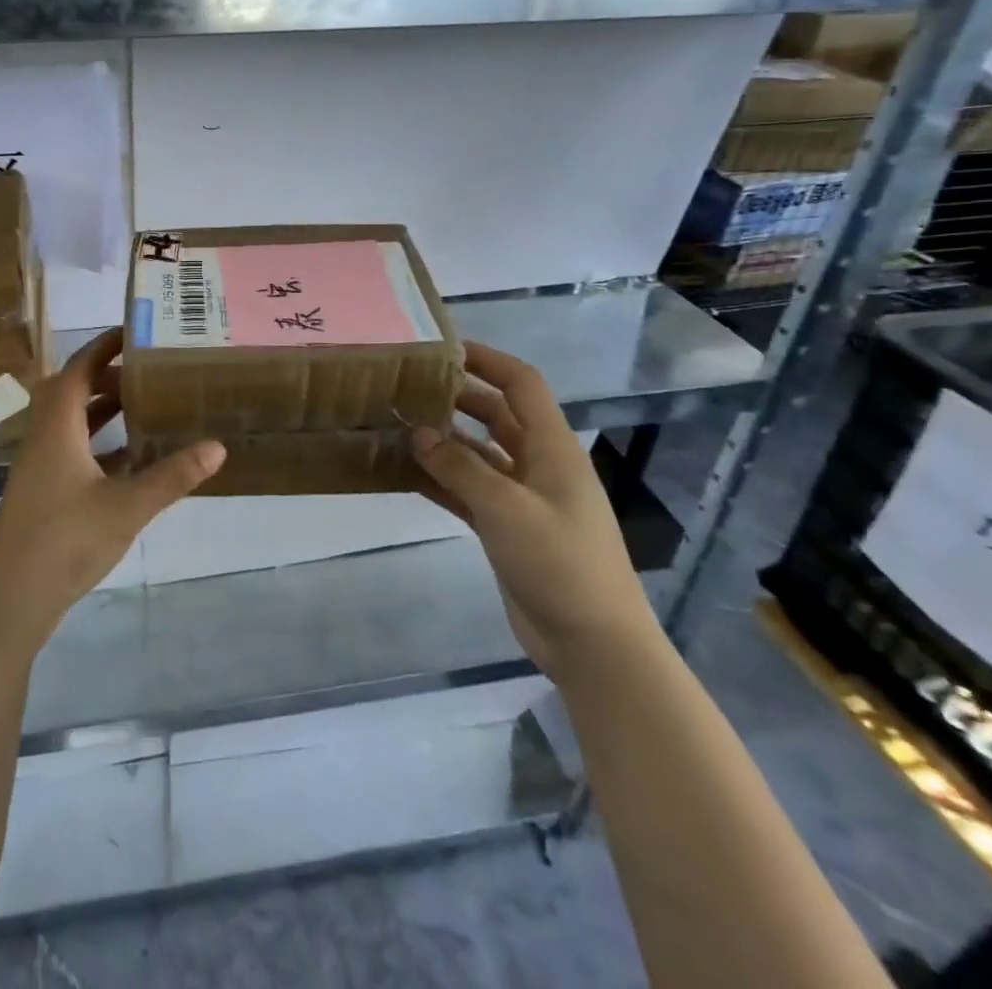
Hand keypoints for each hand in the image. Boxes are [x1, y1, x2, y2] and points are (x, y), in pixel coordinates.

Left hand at [0, 329, 224, 651]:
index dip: (103, 346)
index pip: (77, 369)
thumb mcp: (127, 506)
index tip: (134, 332)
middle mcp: (43, 438)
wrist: (9, 599)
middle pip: (72, 391)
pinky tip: (129, 459)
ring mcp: (39, 467)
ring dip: (102, 410)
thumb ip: (172, 476)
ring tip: (143, 406)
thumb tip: (218, 446)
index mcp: (56, 427)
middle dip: (107, 376)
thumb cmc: (64, 540)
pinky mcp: (42, 493)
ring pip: (71, 423)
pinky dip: (98, 444)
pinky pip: (72, 451)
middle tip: (148, 373)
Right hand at [411, 341, 659, 682]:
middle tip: (408, 388)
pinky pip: (469, 490)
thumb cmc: (560, 563)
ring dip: (444, 440)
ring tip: (397, 426)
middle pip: (497, 414)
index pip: (521, 385)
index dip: (487, 360)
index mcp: (553, 448)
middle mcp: (539, 464)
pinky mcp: (507, 528)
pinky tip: (406, 473)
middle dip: (457, 398)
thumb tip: (418, 432)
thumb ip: (459, 467)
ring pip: (479, 453)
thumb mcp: (506, 508)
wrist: (593, 643)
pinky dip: (442, 479)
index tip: (443, 349)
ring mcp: (523, 498)